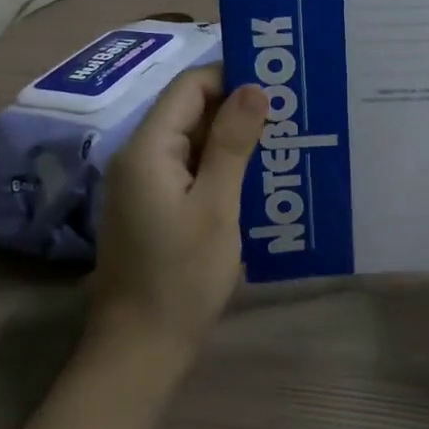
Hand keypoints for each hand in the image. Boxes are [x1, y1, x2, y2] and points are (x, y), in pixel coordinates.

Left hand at [90, 68, 266, 363]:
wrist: (140, 353)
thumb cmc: (181, 278)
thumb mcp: (216, 207)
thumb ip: (232, 143)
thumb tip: (253, 87)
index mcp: (148, 149)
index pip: (190, 87)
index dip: (232, 76)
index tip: (278, 82)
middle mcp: (139, 157)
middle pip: (190, 111)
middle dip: (237, 107)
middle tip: (290, 110)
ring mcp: (143, 185)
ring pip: (192, 141)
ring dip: (233, 138)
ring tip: (283, 139)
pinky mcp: (152, 208)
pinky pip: (189, 169)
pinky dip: (220, 166)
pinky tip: (257, 176)